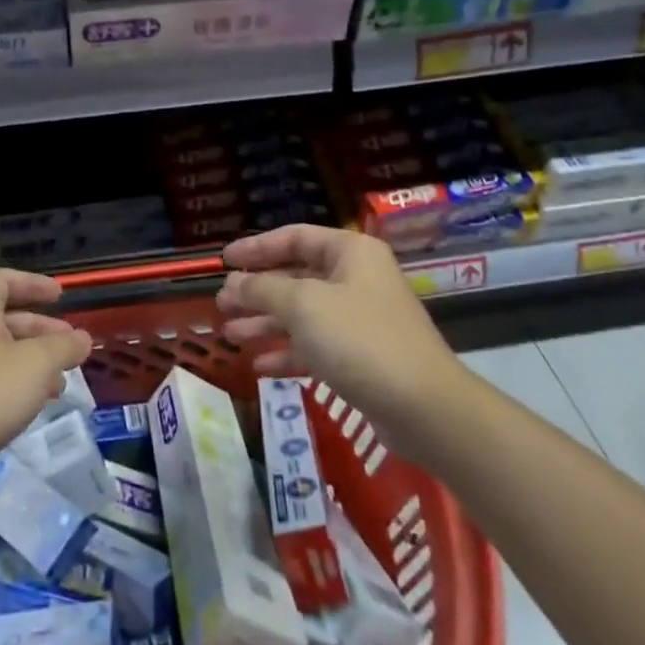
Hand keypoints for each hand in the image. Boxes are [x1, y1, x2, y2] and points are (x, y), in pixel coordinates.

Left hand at [0, 268, 90, 490]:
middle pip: (4, 318)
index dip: (34, 284)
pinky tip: (29, 407)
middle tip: (71, 348)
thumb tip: (82, 338)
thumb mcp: (34, 366)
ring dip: (30, 363)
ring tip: (59, 385)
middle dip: (41, 331)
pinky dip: (11, 385)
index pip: (4, 280)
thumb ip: (63, 348)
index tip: (61, 296)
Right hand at [216, 225, 458, 442]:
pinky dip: (287, 352)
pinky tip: (260, 366)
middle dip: (257, 291)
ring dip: (265, 323)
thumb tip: (234, 283)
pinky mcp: (360, 357)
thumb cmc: (359, 339)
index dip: (256, 247)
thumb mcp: (303, 305)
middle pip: (296, 276)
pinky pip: (315, 346)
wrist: (422, 407)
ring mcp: (360, 319)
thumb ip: (263, 289)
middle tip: (222, 304)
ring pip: (302, 314)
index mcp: (350, 253)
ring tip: (230, 334)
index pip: (295, 237)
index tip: (224, 261)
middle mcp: (356, 279)